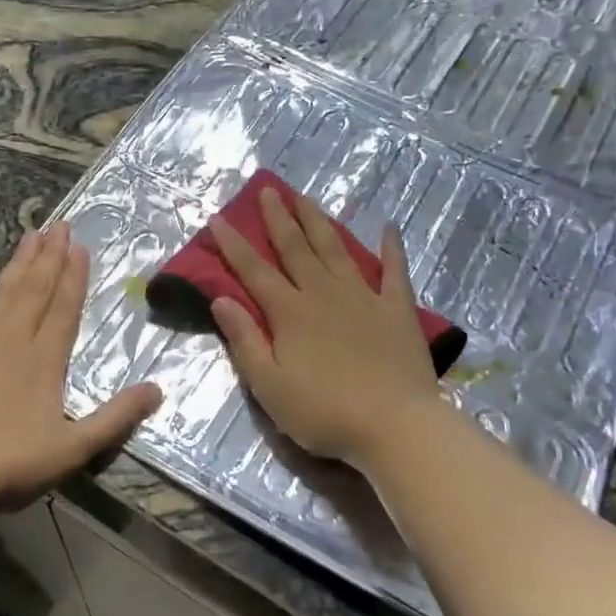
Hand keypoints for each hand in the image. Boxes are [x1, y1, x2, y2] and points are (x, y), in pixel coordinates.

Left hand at [0, 223, 162, 508]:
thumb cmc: (10, 465)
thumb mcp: (75, 447)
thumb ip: (117, 417)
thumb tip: (158, 389)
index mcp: (44, 362)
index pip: (64, 310)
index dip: (74, 278)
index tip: (80, 246)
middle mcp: (11, 343)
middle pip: (34, 292)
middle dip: (49, 258)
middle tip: (59, 224)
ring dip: (16, 266)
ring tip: (29, 235)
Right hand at [208, 187, 439, 469]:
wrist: (395, 426)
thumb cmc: (324, 412)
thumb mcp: (269, 385)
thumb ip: (244, 340)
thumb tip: (221, 300)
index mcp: (290, 313)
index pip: (254, 271)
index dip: (233, 244)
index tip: (218, 217)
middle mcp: (323, 293)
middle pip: (296, 248)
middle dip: (279, 218)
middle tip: (268, 190)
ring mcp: (364, 297)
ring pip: (336, 249)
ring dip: (319, 221)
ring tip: (306, 197)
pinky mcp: (397, 309)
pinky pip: (395, 271)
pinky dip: (392, 247)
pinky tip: (388, 226)